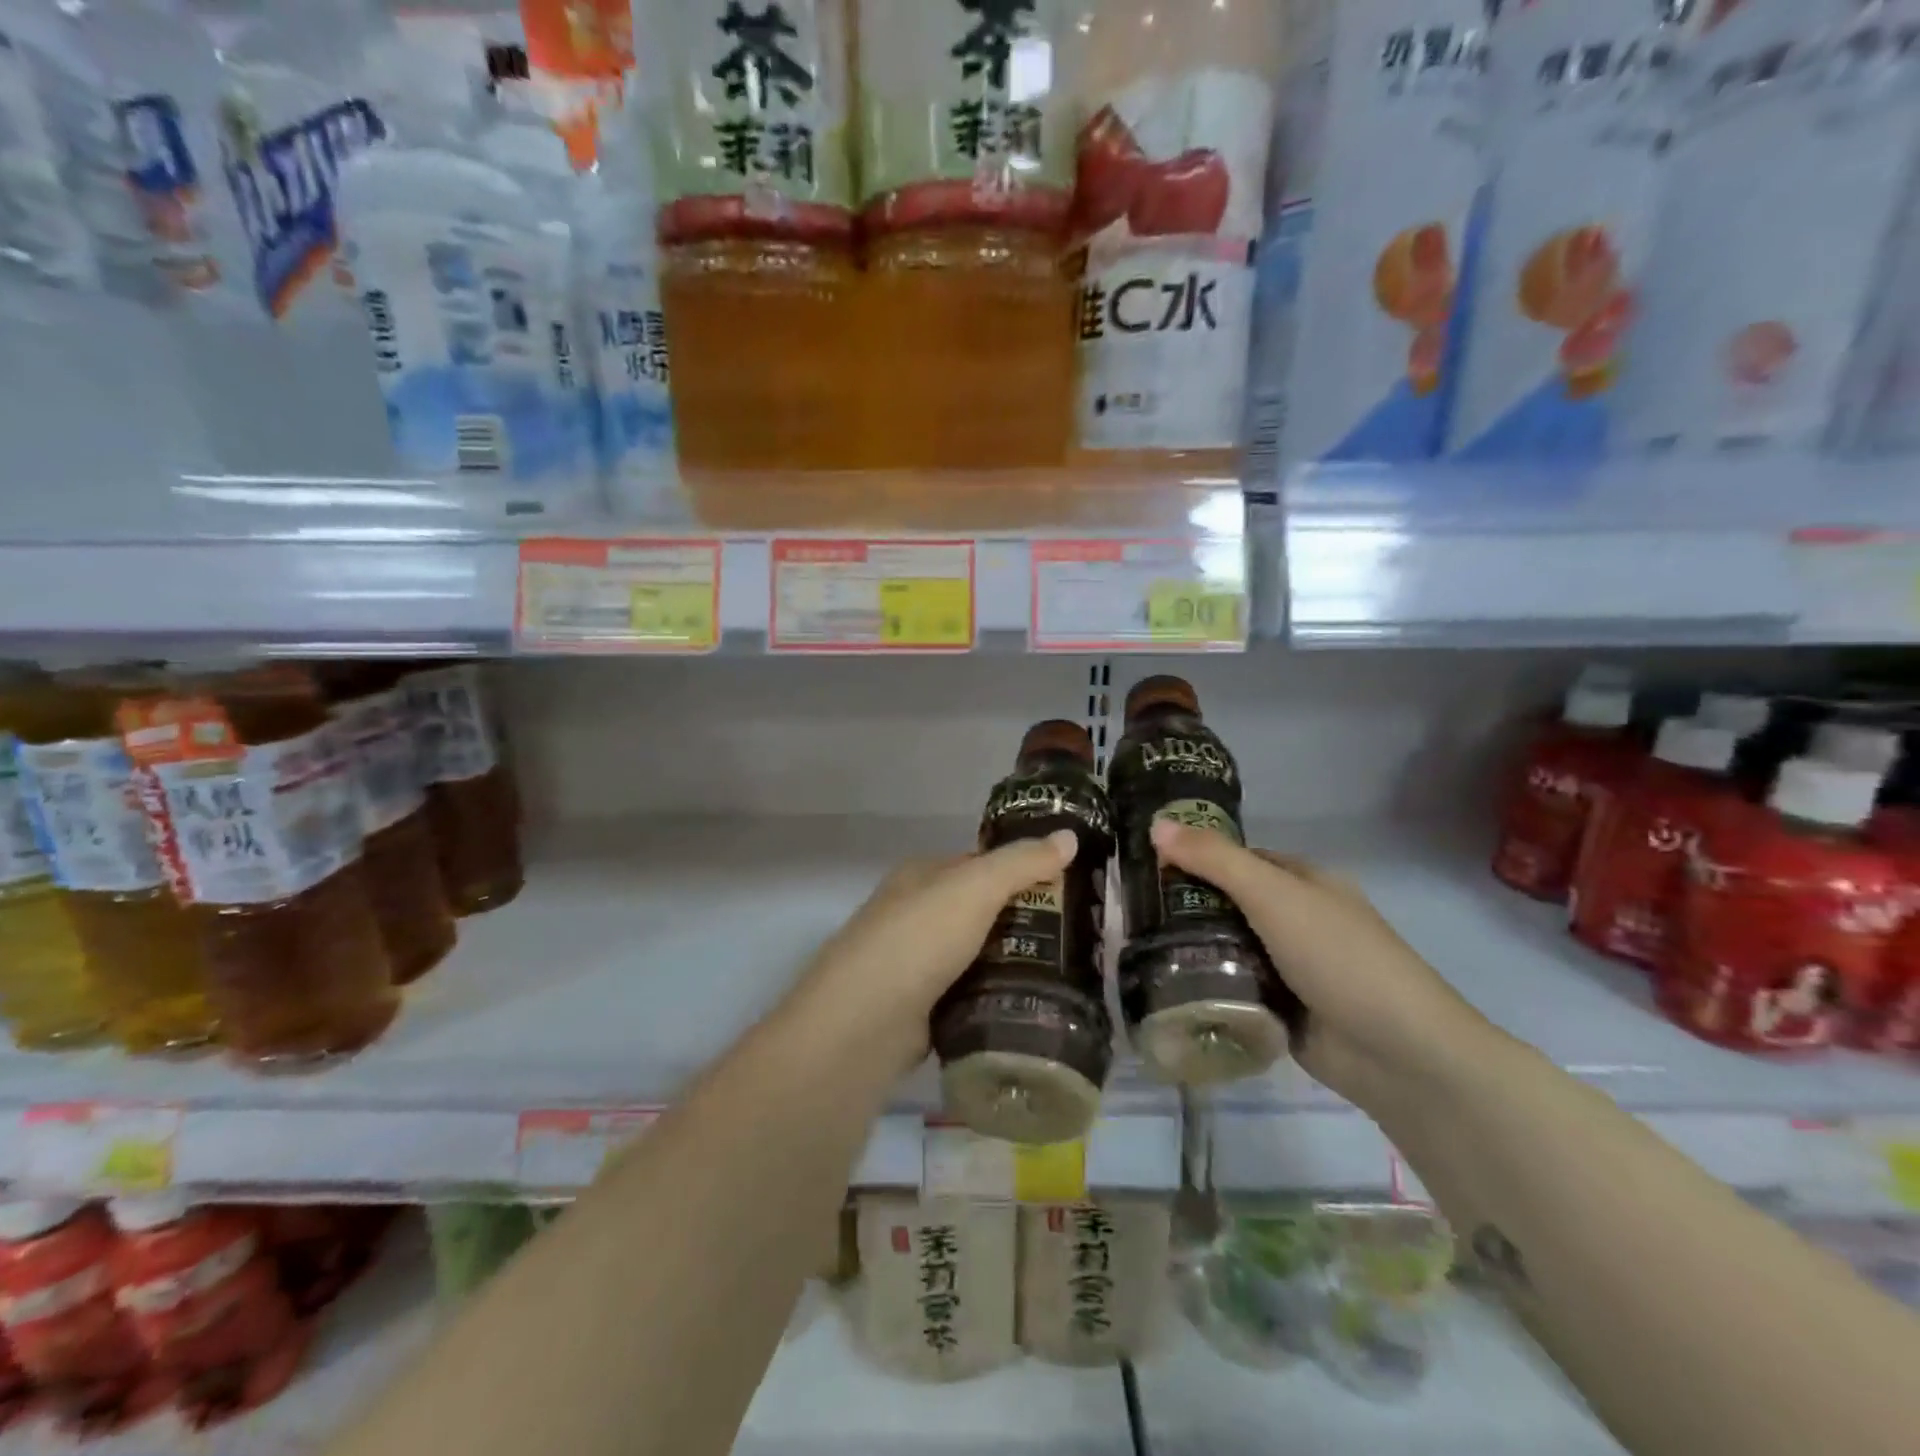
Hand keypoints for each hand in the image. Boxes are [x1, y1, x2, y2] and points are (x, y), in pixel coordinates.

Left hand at [785, 831, 1080, 1071]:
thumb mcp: (975, 887)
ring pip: (979, 954)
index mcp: (922, 875)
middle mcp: (916, 914)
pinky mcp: (922, 1008)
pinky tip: (1033, 1003)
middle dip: (1026, 920)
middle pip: (982, 910)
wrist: (864, 1023)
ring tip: (1071, 971)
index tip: (1071, 884)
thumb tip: (1069, 835)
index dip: (1023, 869)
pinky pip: (971, 993)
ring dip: (1015, 961)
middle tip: (1081, 934)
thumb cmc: (919, 939)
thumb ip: (1022, 862)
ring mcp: (917, 963)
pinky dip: (996, 996)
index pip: (981, 864)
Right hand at [1151, 821, 1497, 1110]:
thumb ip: (1214, 860)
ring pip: (1226, 947)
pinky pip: (1232, 987)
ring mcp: (1289, 967)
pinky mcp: (1280, 1008)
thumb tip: (1155, 823)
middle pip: (1227, 903)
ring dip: (1190, 948)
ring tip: (1133, 946)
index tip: (1143, 864)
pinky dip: (1206, 986)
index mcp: (1302, 882)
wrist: (1399, 1054)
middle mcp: (1294, 919)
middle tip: (1128, 909)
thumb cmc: (1339, 957)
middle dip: (1184, 906)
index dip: (1194, 856)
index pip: (1236, 859)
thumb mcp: (1273, 895)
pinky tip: (1163, 984)